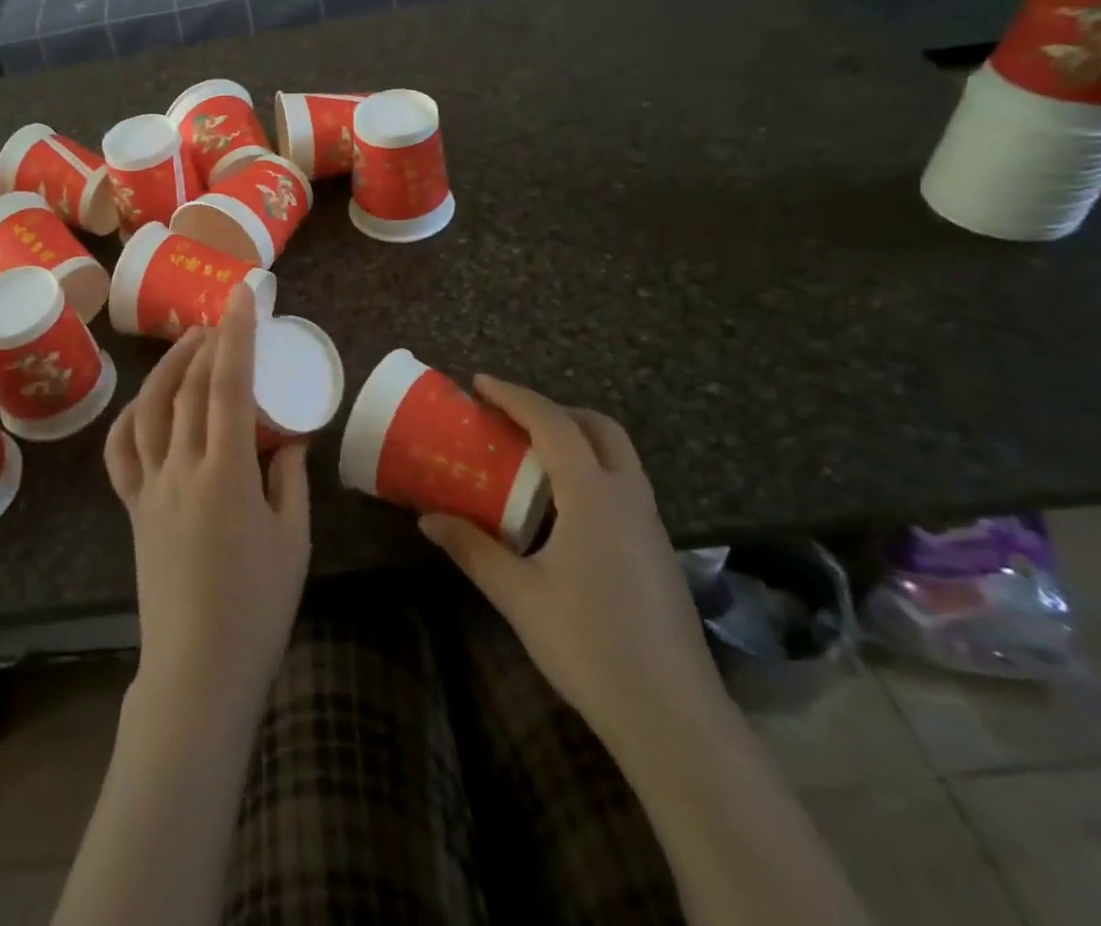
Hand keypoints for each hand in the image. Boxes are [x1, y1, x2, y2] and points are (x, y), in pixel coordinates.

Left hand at [104, 285, 310, 727]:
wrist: (198, 668)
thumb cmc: (258, 606)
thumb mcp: (294, 538)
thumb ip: (290, 478)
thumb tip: (287, 437)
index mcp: (225, 475)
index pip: (227, 386)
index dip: (235, 335)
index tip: (241, 297)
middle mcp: (180, 470)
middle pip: (187, 388)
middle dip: (205, 343)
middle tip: (223, 318)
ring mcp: (149, 488)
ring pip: (149, 409)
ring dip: (168, 367)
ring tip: (189, 344)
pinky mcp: (132, 508)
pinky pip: (121, 452)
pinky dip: (132, 416)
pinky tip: (147, 402)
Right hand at [419, 377, 722, 749]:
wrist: (673, 717)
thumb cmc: (589, 645)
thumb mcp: (518, 595)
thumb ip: (472, 549)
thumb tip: (427, 518)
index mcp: (593, 496)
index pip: (553, 424)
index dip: (515, 396)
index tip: (479, 383)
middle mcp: (629, 497)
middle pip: (599, 428)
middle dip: (555, 410)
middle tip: (513, 419)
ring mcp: (651, 525)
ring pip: (619, 456)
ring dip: (578, 439)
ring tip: (533, 457)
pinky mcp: (659, 551)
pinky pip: (625, 485)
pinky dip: (592, 471)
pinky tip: (564, 509)